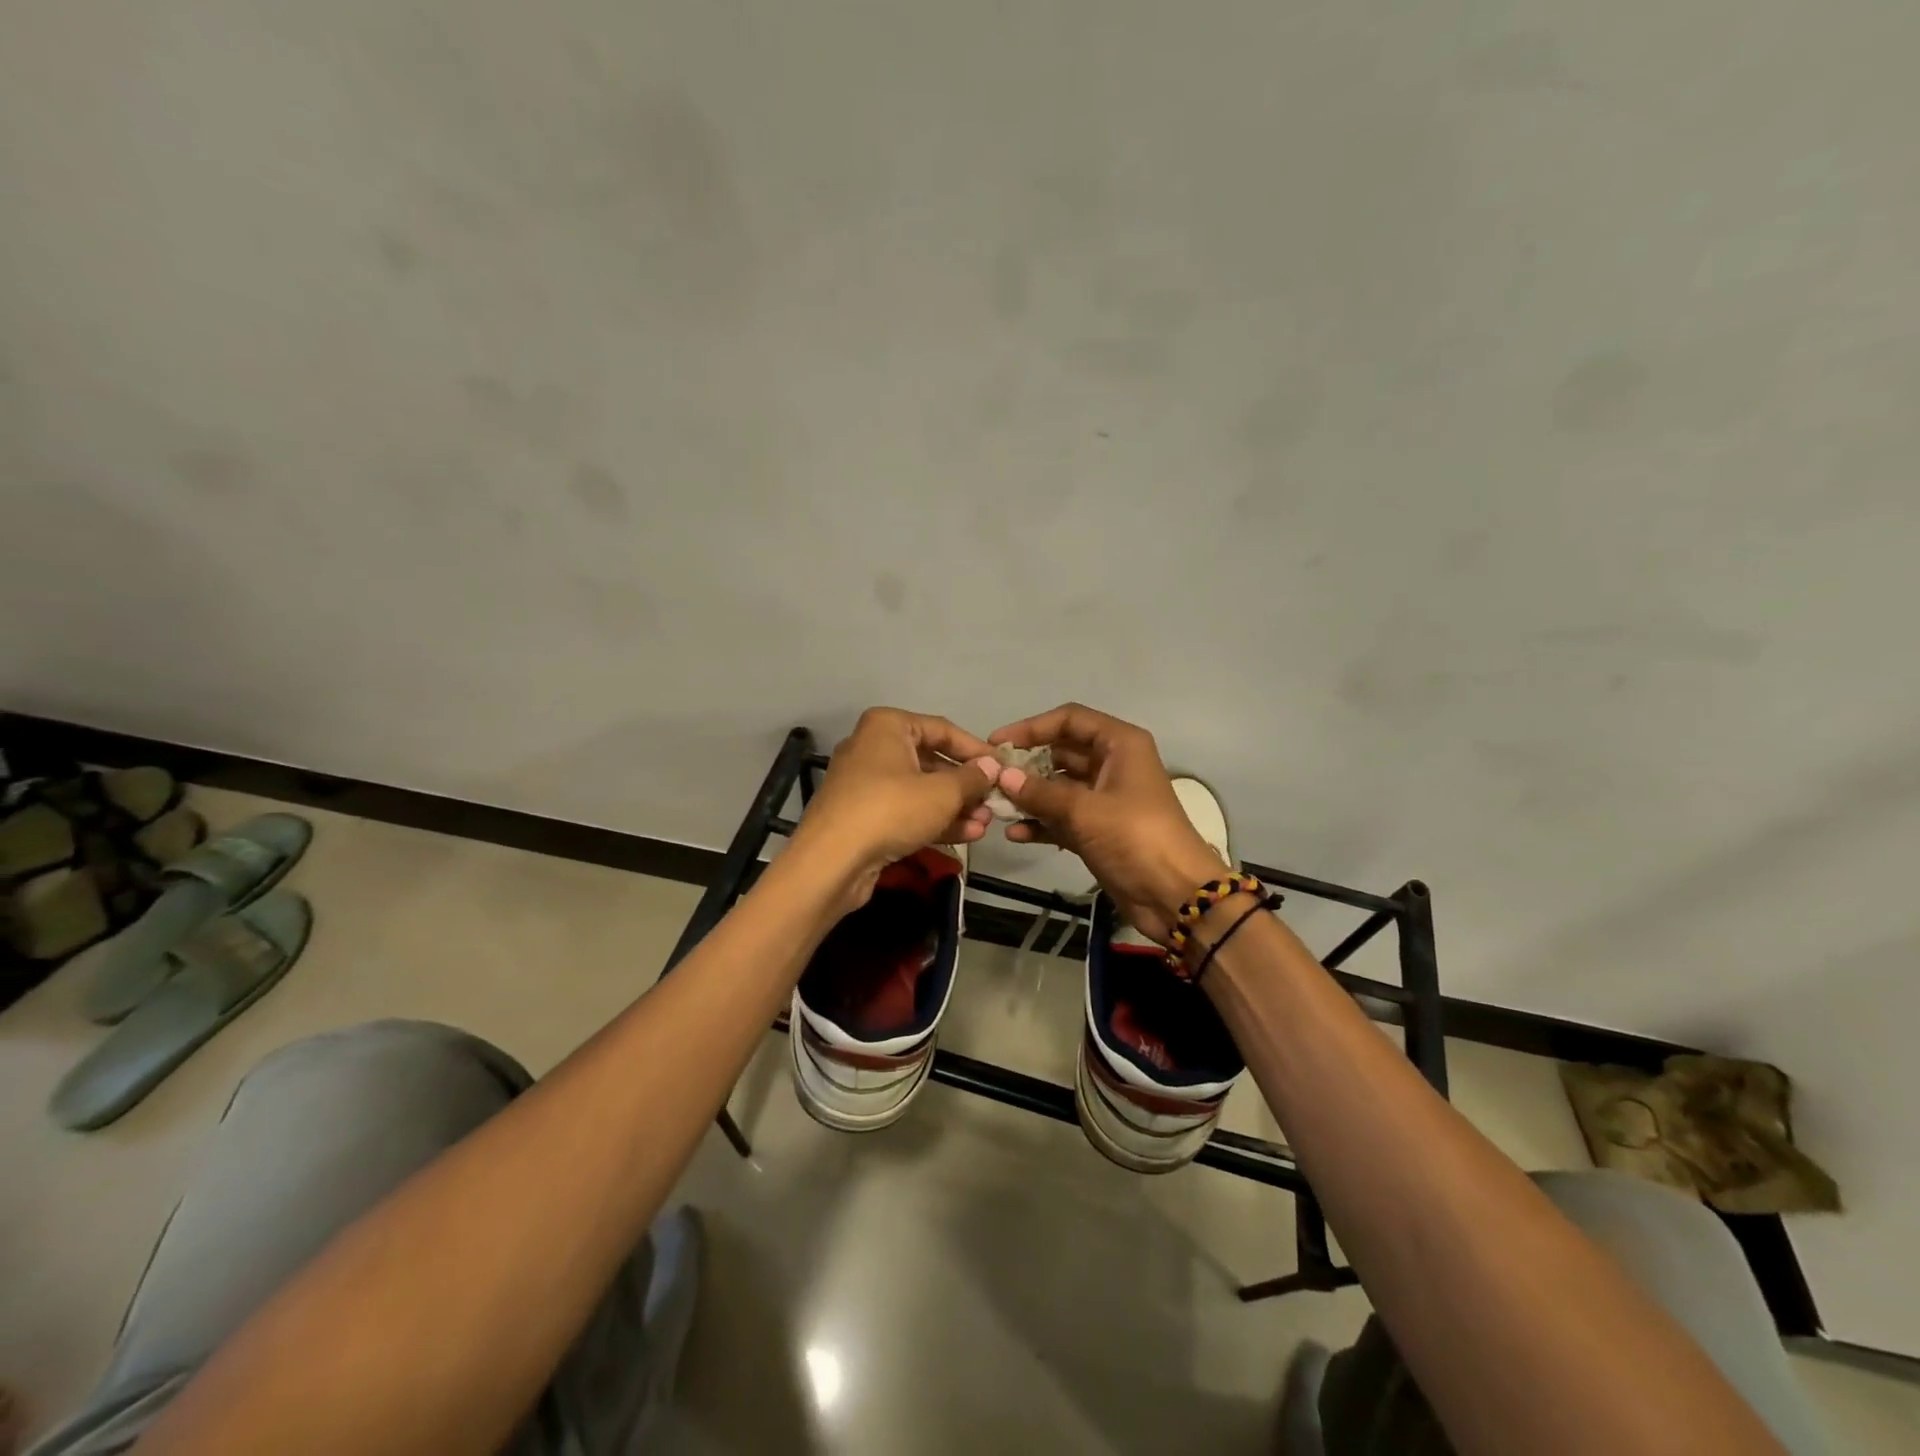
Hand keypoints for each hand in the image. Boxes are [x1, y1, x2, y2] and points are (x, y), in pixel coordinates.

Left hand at [793, 708, 999, 906]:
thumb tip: (992, 768)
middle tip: (994, 801)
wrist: (832, 861)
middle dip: (966, 785)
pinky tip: (967, 835)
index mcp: (887, 726)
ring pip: (920, 790)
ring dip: (955, 806)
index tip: (1003, 768)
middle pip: (931, 761)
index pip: (943, 730)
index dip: (976, 750)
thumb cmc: (891, 810)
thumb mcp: (942, 792)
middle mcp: (873, 748)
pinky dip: (934, 820)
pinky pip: (906, 811)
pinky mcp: (864, 816)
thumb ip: (972, 778)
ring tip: (986, 823)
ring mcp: (866, 784)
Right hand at [989, 704, 1226, 944]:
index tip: (997, 743)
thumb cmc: (1135, 838)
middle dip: (1026, 764)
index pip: (1070, 719)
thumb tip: (1001, 776)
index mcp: (1120, 745)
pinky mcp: (1099, 829)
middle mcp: (1112, 764)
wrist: (1175, 895)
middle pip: (1061, 752)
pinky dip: (1041, 823)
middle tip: (990, 776)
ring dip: (1029, 795)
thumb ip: (1040, 792)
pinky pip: (1062, 817)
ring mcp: (1105, 798)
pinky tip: (1015, 833)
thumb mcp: (1085, 810)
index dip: (1032, 727)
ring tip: (995, 806)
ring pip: (1059, 786)